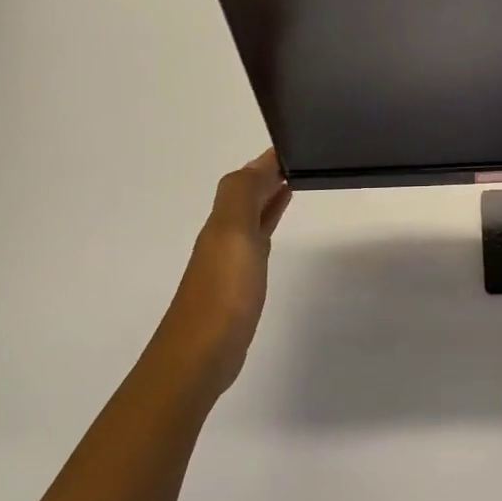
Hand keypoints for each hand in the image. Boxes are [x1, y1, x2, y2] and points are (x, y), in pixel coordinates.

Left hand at [163, 150, 291, 392]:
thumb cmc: (223, 293)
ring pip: (252, 216)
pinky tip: (275, 227)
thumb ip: (242, 195)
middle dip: (268, 175)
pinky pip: (257, 241)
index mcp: (222, 221)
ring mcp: (230, 261)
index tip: (295, 144)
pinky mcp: (240, 284)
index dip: (266, 162)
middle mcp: (223, 235)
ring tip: (294, 182)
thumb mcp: (232, 234)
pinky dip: (267, 225)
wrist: (200, 356)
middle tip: (301, 159)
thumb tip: (259, 163)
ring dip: (269, 197)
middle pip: (246, 196)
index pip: (245, 179)